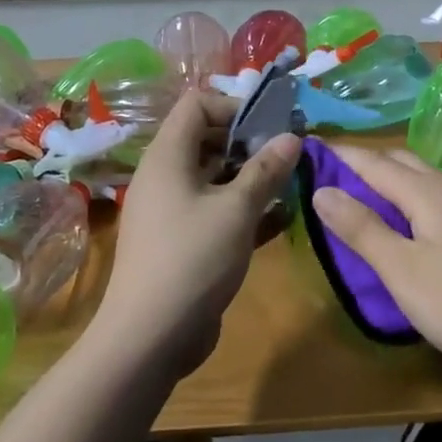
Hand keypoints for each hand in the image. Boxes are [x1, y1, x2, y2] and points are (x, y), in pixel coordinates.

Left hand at [96, 91, 300, 377]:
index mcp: (168, 156)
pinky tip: (279, 220)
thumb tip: (292, 136)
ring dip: (250, 178)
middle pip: (206, 139)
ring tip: (289, 186)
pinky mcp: (181, 241)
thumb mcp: (237, 209)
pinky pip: (214, 211)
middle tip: (286, 158)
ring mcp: (170, 211)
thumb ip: (266, 170)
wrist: (149, 337)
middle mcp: (165, 176)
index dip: (234, 107)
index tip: (270, 128)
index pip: (197, 105)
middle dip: (249, 144)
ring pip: (214, 178)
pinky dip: (243, 210)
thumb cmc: (193, 259)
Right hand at [312, 145, 441, 386]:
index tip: (307, 148)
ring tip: (357, 193)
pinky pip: (432, 197)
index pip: (374, 162)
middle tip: (329, 172)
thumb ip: (361, 228)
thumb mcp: (400, 270)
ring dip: (386, 177)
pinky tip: (400, 219)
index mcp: (428, 192)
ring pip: (420, 179)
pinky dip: (405, 196)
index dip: (340, 155)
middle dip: (364, 161)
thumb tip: (322, 190)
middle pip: (400, 162)